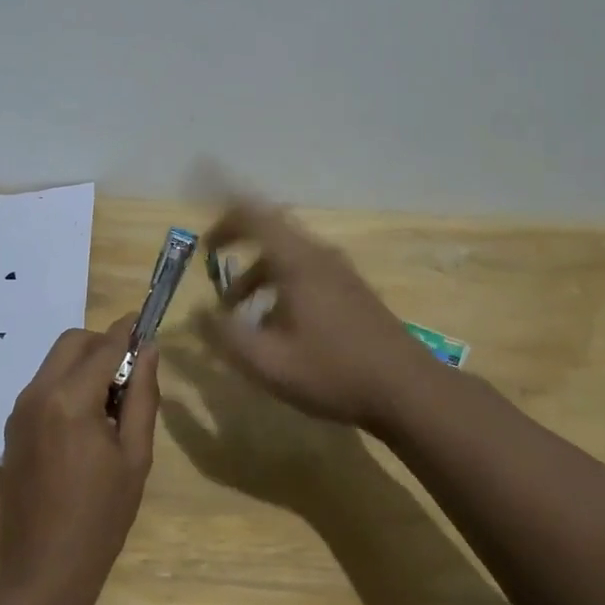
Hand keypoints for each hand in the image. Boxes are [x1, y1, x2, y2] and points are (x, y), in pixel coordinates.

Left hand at [0, 313, 158, 604]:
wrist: (43, 571)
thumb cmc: (100, 517)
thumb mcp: (135, 456)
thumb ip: (143, 396)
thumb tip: (149, 350)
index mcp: (70, 399)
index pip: (104, 346)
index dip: (127, 331)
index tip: (145, 322)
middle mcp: (37, 394)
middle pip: (72, 342)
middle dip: (102, 344)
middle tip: (129, 374)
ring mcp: (18, 411)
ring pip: (54, 362)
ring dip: (83, 365)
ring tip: (110, 404)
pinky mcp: (11, 428)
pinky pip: (42, 387)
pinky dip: (66, 385)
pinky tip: (84, 424)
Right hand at [194, 199, 441, 432]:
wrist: (407, 390)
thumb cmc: (333, 372)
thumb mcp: (268, 362)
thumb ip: (225, 335)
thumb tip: (196, 312)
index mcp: (297, 262)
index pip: (253, 215)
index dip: (223, 219)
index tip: (202, 241)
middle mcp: (319, 256)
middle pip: (270, 232)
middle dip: (238, 245)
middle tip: (214, 263)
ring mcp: (340, 273)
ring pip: (288, 256)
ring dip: (257, 273)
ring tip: (239, 311)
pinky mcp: (353, 291)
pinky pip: (306, 272)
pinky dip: (280, 285)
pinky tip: (278, 326)